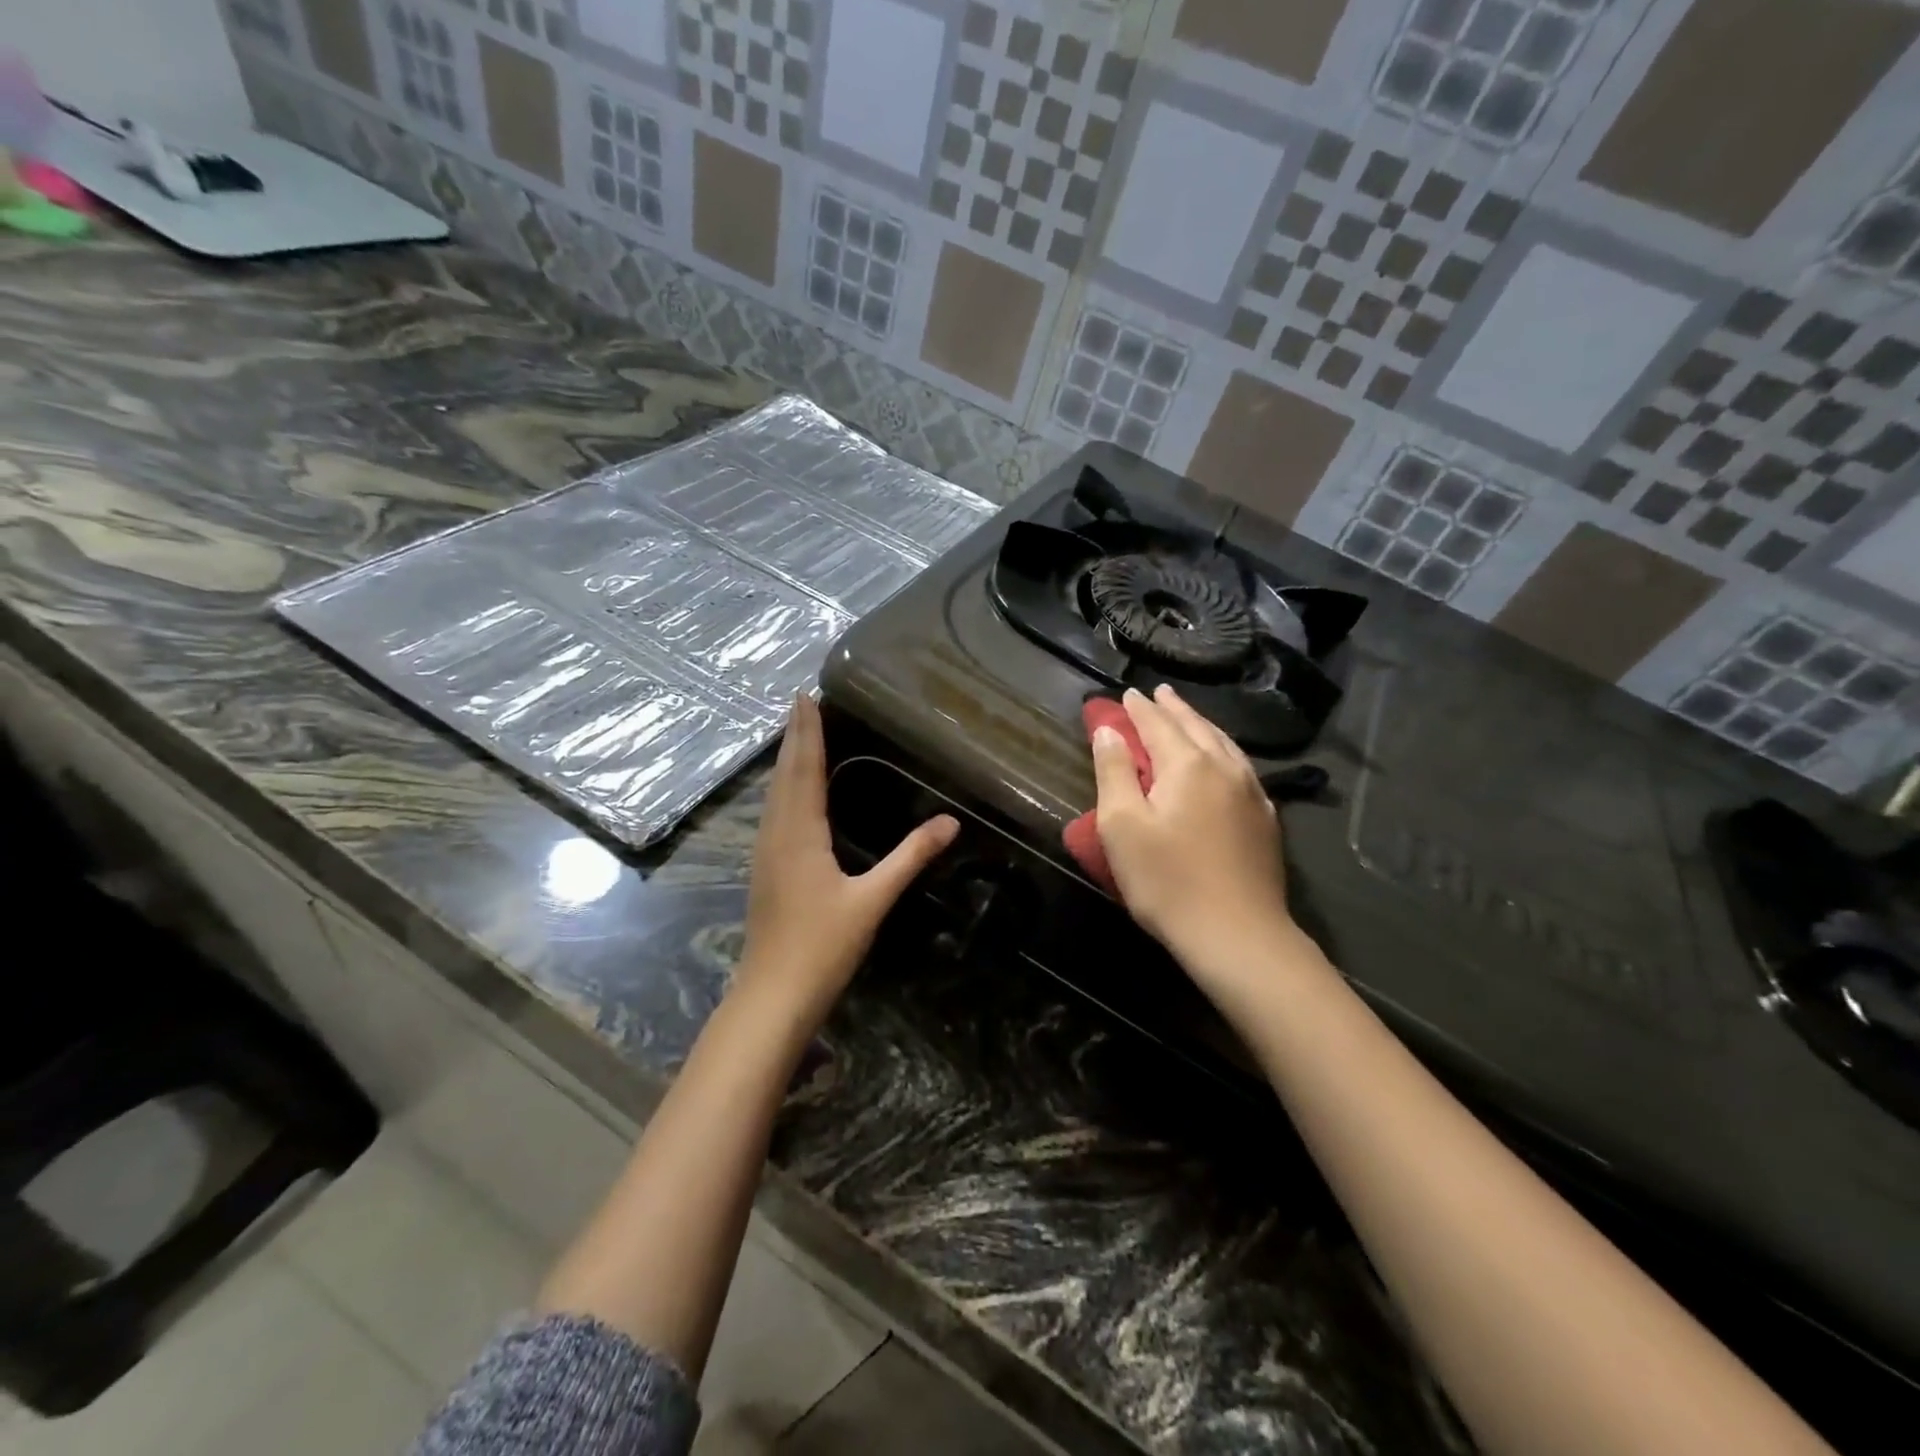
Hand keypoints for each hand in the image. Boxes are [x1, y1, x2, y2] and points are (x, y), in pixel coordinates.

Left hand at [735, 694, 957, 1026]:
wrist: (773, 995)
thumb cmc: (823, 946)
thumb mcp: (872, 900)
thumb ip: (910, 857)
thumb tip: (950, 821)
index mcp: (800, 832)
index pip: (805, 769)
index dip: (807, 732)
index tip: (805, 696)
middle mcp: (776, 833)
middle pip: (784, 774)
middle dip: (794, 736)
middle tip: (800, 702)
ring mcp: (765, 852)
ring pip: (774, 793)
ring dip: (786, 759)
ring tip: (796, 734)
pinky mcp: (765, 869)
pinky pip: (773, 812)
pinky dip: (783, 787)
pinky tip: (790, 792)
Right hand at [1091, 686, 1296, 984]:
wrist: (1237, 935)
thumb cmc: (1167, 881)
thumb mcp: (1122, 826)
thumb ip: (1114, 772)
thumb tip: (1108, 731)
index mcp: (1187, 765)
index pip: (1158, 724)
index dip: (1139, 709)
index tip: (1126, 694)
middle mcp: (1224, 768)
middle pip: (1195, 727)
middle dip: (1173, 709)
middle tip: (1158, 693)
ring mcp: (1251, 793)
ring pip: (1224, 744)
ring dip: (1201, 725)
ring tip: (1188, 717)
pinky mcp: (1265, 820)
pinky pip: (1241, 767)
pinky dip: (1224, 751)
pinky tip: (1224, 760)